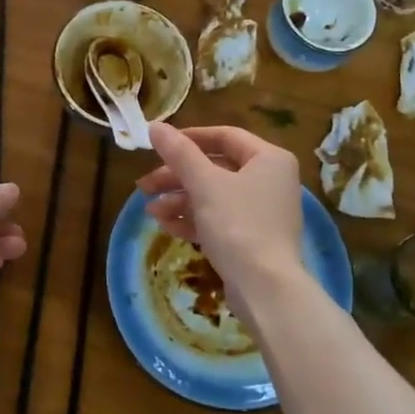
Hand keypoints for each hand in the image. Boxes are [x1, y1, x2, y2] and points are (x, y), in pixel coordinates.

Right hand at [139, 124, 303, 293]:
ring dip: (179, 200)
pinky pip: (219, 219)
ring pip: (213, 195)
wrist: (265, 288)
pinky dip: (193, 219)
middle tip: (144, 186)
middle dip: (177, 177)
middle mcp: (270, 180)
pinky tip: (166, 226)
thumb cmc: (238, 225)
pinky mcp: (252, 238)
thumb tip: (154, 126)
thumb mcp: (204, 184)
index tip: (158, 146)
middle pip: (215, 168)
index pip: (224, 136)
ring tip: (150, 211)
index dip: (189, 138)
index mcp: (268, 159)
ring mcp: (262, 211)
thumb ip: (179, 153)